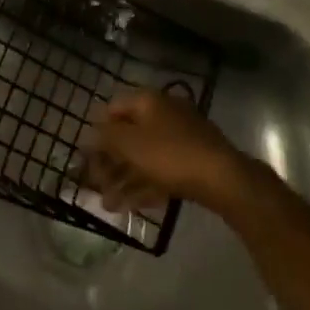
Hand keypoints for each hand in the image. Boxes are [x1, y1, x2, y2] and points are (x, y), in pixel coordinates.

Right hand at [86, 88, 247, 211]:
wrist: (223, 178)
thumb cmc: (170, 155)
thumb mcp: (130, 144)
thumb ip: (106, 137)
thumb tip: (89, 133)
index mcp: (148, 101)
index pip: (113, 109)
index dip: (97, 131)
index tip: (86, 156)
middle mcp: (163, 113)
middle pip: (129, 136)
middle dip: (110, 163)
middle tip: (96, 186)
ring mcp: (180, 137)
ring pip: (144, 157)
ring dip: (124, 179)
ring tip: (108, 205)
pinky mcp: (192, 161)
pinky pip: (161, 170)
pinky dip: (144, 185)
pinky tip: (130, 207)